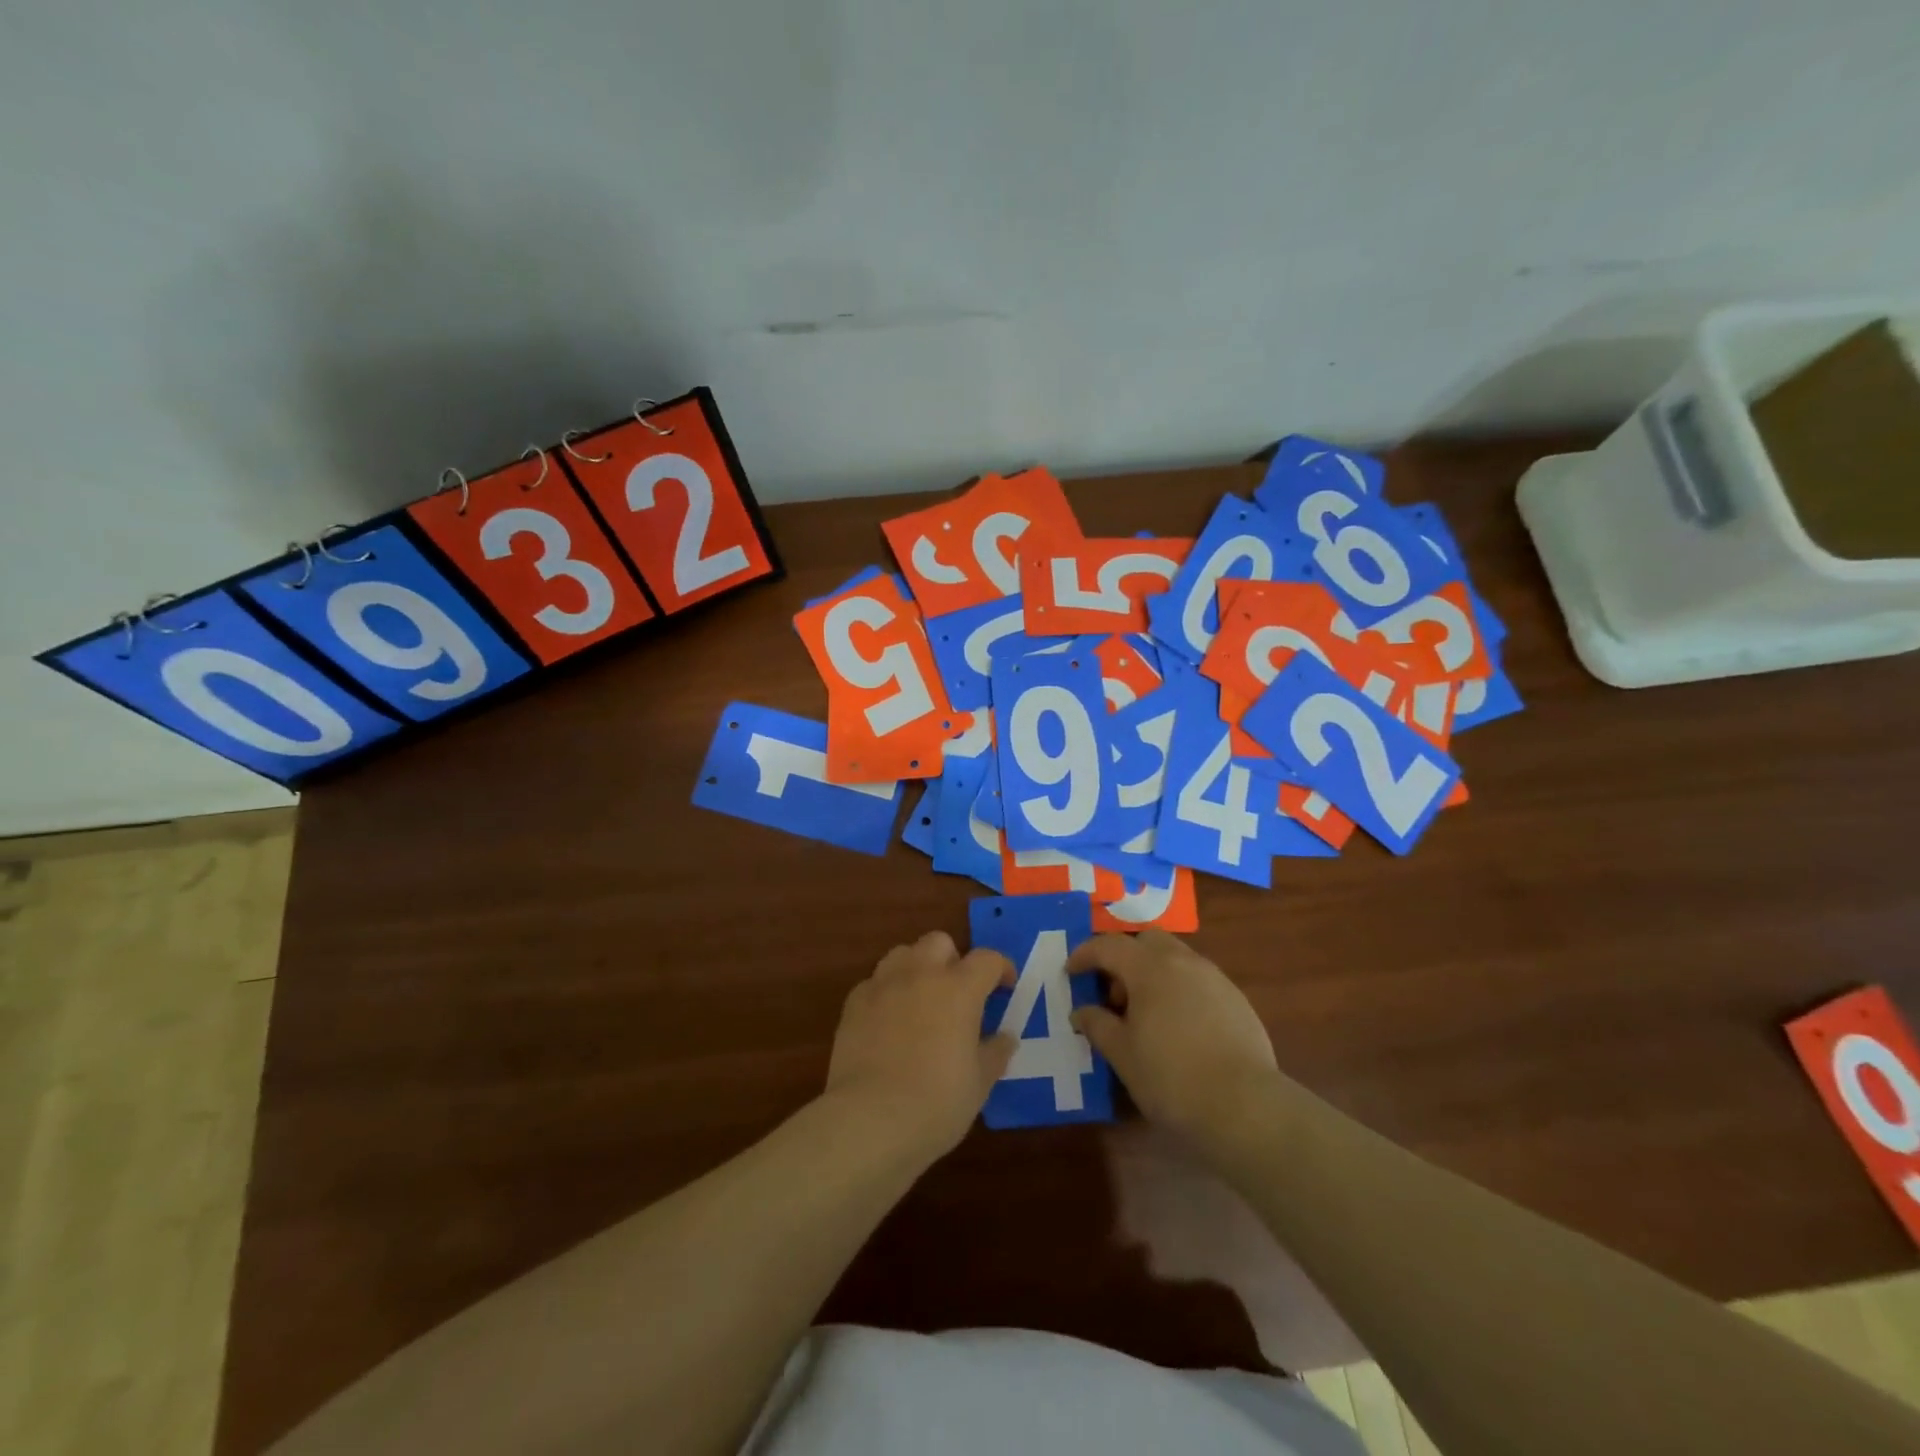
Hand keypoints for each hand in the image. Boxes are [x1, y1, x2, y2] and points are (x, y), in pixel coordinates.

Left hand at [824, 931, 1016, 1161]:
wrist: (869, 1120)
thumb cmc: (936, 1103)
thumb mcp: (980, 1083)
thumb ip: (995, 1052)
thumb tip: (1005, 1037)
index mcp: (959, 989)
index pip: (987, 959)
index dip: (1001, 969)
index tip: (1005, 988)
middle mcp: (921, 974)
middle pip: (940, 942)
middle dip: (953, 959)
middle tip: (959, 993)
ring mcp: (883, 984)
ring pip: (903, 954)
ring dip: (917, 968)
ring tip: (922, 1001)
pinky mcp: (853, 1003)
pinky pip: (875, 982)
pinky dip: (887, 993)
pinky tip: (889, 1022)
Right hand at [1068, 930, 1276, 1139]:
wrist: (1245, 1106)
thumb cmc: (1171, 1077)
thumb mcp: (1123, 1054)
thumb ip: (1097, 1025)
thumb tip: (1080, 1012)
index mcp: (1149, 967)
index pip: (1108, 946)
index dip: (1084, 955)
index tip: (1070, 972)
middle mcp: (1182, 960)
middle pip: (1146, 940)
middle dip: (1124, 958)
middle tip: (1113, 994)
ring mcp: (1214, 977)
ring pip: (1175, 957)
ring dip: (1153, 973)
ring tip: (1145, 1014)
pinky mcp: (1236, 999)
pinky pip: (1197, 980)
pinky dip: (1178, 989)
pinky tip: (1178, 1027)